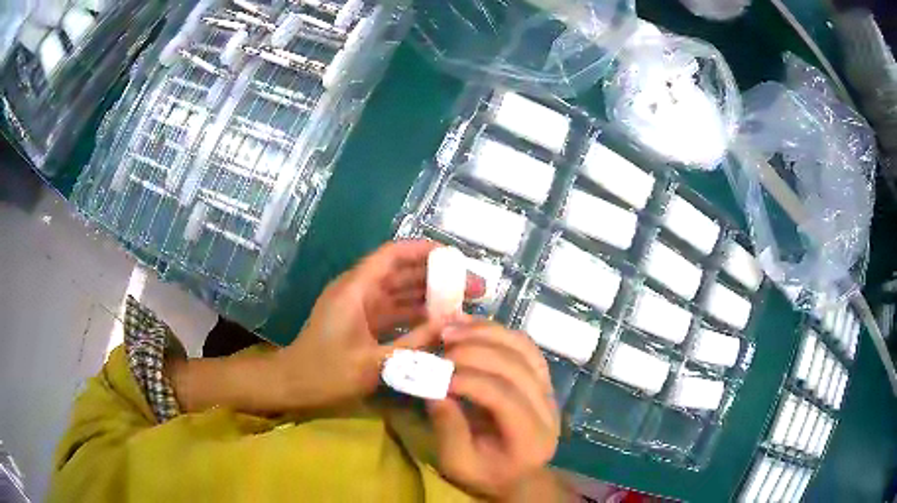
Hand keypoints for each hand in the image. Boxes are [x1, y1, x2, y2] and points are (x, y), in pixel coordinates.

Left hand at [275, 240, 484, 408]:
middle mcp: (359, 290)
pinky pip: (395, 310)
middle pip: (403, 272)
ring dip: (431, 295)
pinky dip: (417, 313)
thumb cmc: (326, 372)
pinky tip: (441, 322)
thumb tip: (451, 324)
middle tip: (474, 287)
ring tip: (466, 303)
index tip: (457, 258)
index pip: (393, 254)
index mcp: (356, 289)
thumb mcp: (374, 362)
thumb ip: (414, 342)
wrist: (292, 385)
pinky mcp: (363, 322)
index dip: (425, 250)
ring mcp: (361, 306)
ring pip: (402, 291)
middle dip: (439, 276)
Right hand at [427, 321, 559, 500]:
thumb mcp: (458, 464)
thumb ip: (448, 430)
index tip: (438, 375)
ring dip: (487, 332)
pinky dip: (497, 330)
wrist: (516, 472)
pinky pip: (524, 344)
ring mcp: (548, 389)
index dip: (471, 380)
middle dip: (476, 351)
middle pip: (517, 367)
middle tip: (441, 345)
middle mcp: (548, 408)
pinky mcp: (541, 377)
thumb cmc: (486, 472)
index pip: (506, 398)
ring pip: (524, 348)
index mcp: (531, 437)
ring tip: (452, 328)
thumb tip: (434, 390)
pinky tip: (470, 325)